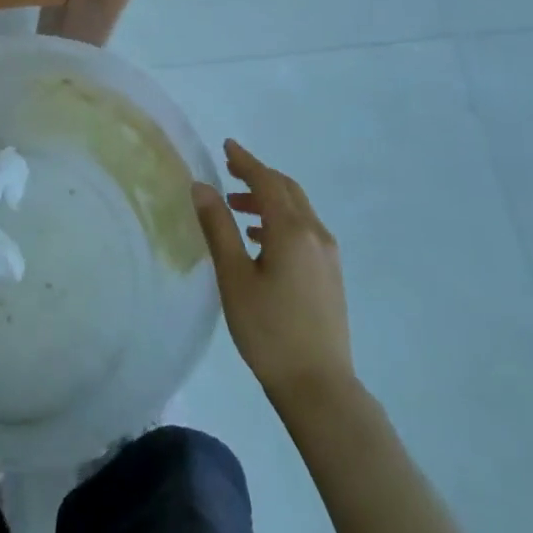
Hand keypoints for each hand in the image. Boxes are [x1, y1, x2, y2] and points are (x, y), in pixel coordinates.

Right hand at [192, 140, 354, 409]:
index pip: (266, 182)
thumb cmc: (269, 330)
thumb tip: (201, 186)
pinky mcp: (330, 274)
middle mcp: (315, 234)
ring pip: (297, 210)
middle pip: (287, 190)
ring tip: (236, 208)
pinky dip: (280, 220)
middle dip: (258, 176)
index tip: (226, 146)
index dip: (245, 162)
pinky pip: (304, 230)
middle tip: (229, 170)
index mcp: (292, 230)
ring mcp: (328, 255)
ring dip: (268, 200)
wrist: (319, 386)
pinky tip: (260, 240)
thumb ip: (218, 228)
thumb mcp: (234, 277)